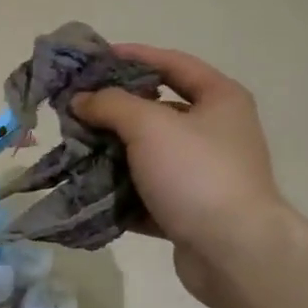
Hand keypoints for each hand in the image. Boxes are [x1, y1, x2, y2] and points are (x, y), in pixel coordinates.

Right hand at [72, 46, 295, 301]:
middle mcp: (215, 132)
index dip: (134, 56)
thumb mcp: (149, 126)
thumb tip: (81, 99)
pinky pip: (147, 193)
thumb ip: (111, 105)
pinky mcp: (188, 210)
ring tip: (74, 150)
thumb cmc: (196, 174)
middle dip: (113, 111)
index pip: (173, 63)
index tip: (94, 59)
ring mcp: (202, 174)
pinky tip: (90, 190)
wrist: (233, 251)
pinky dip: (120, 192)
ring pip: (147, 155)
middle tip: (75, 111)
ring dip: (111, 154)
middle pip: (156, 111)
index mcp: (219, 100)